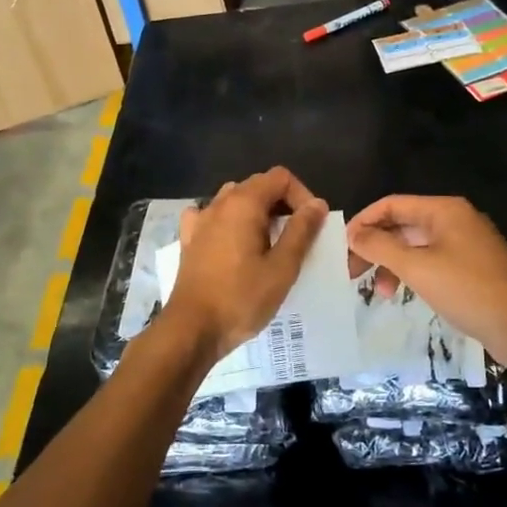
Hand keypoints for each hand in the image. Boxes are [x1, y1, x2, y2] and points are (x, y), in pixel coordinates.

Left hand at [165, 168, 328, 362]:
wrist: (192, 329)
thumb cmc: (242, 298)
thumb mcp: (282, 267)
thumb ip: (302, 231)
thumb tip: (317, 204)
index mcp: (243, 203)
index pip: (280, 177)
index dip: (302, 195)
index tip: (311, 225)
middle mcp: (219, 203)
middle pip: (257, 186)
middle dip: (282, 205)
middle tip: (296, 238)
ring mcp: (200, 220)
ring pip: (235, 201)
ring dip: (257, 214)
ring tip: (269, 244)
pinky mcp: (189, 240)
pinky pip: (213, 218)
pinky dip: (229, 223)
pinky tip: (233, 243)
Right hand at [347, 196, 506, 375]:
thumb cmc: (469, 290)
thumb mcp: (418, 268)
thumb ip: (381, 248)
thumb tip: (353, 233)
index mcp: (444, 211)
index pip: (392, 204)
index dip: (364, 222)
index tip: (342, 247)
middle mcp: (455, 221)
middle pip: (402, 226)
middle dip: (375, 248)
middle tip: (352, 274)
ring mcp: (465, 246)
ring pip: (416, 248)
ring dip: (392, 266)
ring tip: (379, 294)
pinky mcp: (472, 271)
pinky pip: (431, 264)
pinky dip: (412, 276)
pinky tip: (404, 296)